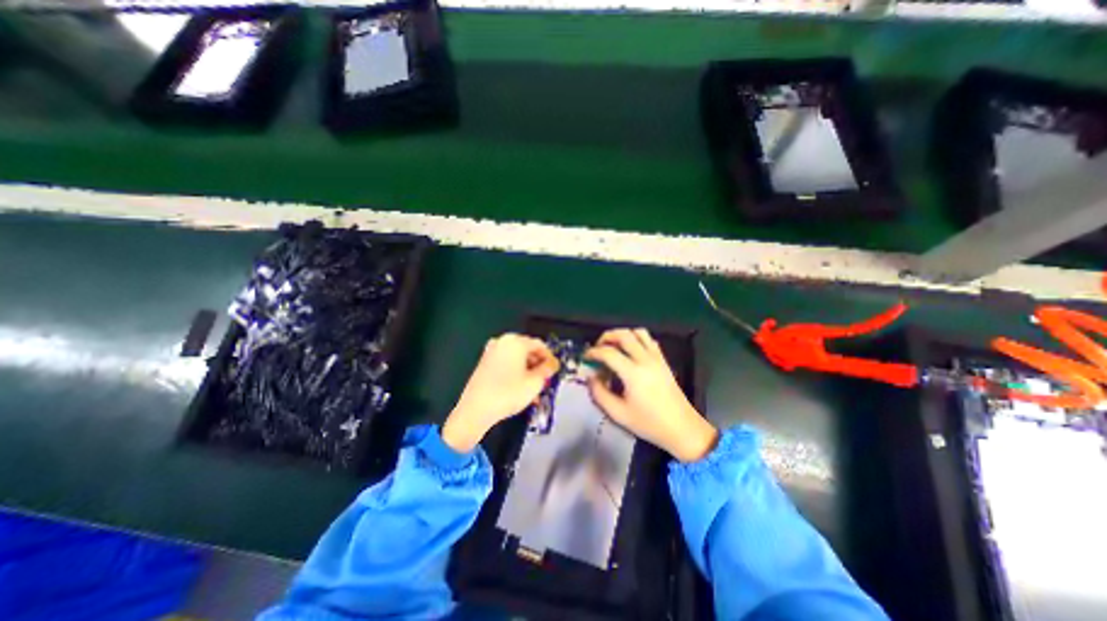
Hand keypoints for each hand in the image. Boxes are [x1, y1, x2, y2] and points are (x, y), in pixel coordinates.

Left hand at [445, 334, 562, 450]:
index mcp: (515, 341)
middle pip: (527, 350)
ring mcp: (491, 352)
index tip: (555, 371)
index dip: (550, 358)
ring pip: (517, 359)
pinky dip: (516, 373)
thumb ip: (547, 370)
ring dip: (528, 372)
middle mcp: (502, 342)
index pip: (540, 345)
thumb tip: (552, 364)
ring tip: (535, 390)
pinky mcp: (484, 363)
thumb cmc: (508, 393)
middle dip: (538, 366)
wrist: (475, 410)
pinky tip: (521, 390)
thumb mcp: (535, 382)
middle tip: (546, 381)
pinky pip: (506, 364)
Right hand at [587, 329, 717, 459]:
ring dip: (622, 335)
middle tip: (597, 348)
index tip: (585, 357)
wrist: (682, 429)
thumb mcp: (618, 414)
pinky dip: (636, 339)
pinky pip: (649, 340)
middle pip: (623, 334)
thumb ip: (599, 393)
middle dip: (606, 337)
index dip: (593, 352)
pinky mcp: (664, 361)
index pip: (608, 352)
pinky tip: (631, 352)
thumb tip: (591, 377)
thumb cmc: (649, 424)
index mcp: (633, 373)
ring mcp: (657, 358)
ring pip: (638, 332)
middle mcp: (645, 360)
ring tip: (613, 346)